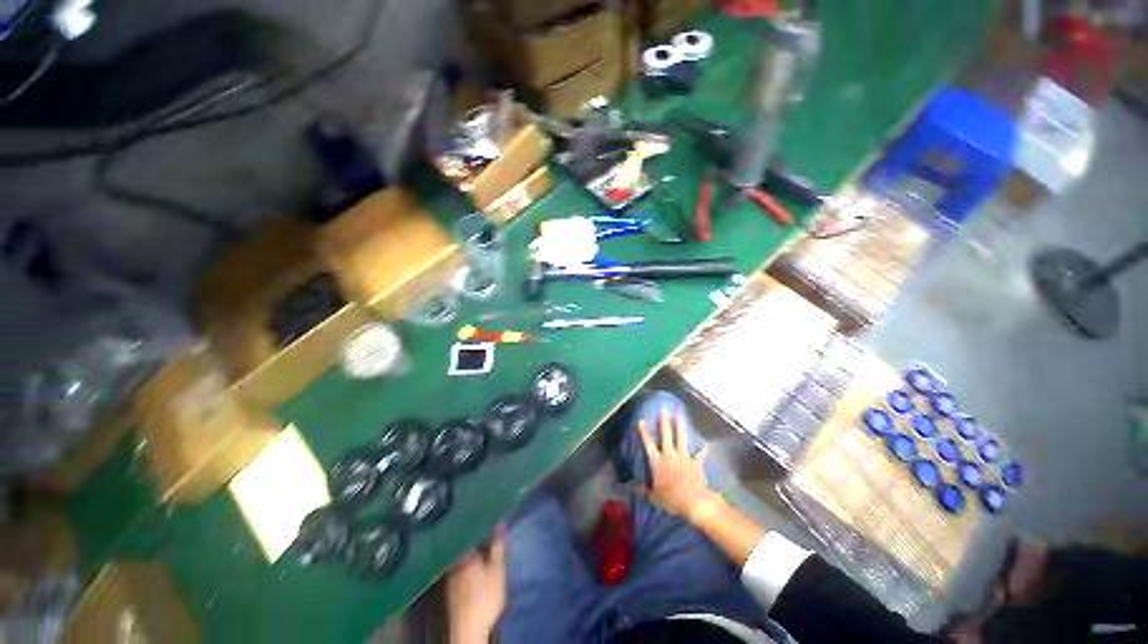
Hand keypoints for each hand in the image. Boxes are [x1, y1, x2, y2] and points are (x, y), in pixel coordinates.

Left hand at [446, 529, 506, 643]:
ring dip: (470, 547)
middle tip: (485, 526)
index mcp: (466, 553)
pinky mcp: (450, 587)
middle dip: (474, 535)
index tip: (486, 514)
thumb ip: (498, 546)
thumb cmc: (485, 596)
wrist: (469, 628)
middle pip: (464, 542)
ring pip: (461, 553)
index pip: (470, 531)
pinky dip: (466, 560)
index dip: (478, 522)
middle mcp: (455, 561)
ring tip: (481, 541)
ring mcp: (450, 574)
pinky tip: (473, 561)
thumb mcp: (497, 569)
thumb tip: (500, 522)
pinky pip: (458, 565)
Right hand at [637, 406, 722, 523]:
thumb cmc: (671, 499)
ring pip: (681, 438)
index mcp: (657, 461)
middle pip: (665, 434)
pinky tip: (706, 444)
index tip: (641, 420)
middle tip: (663, 409)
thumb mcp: (653, 497)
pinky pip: (700, 454)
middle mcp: (669, 455)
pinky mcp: (696, 463)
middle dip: (664, 421)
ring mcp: (683, 457)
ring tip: (679, 415)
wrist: (693, 501)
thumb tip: (632, 488)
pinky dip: (703, 450)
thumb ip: (643, 490)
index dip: (644, 432)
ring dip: (680, 426)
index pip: (648, 443)